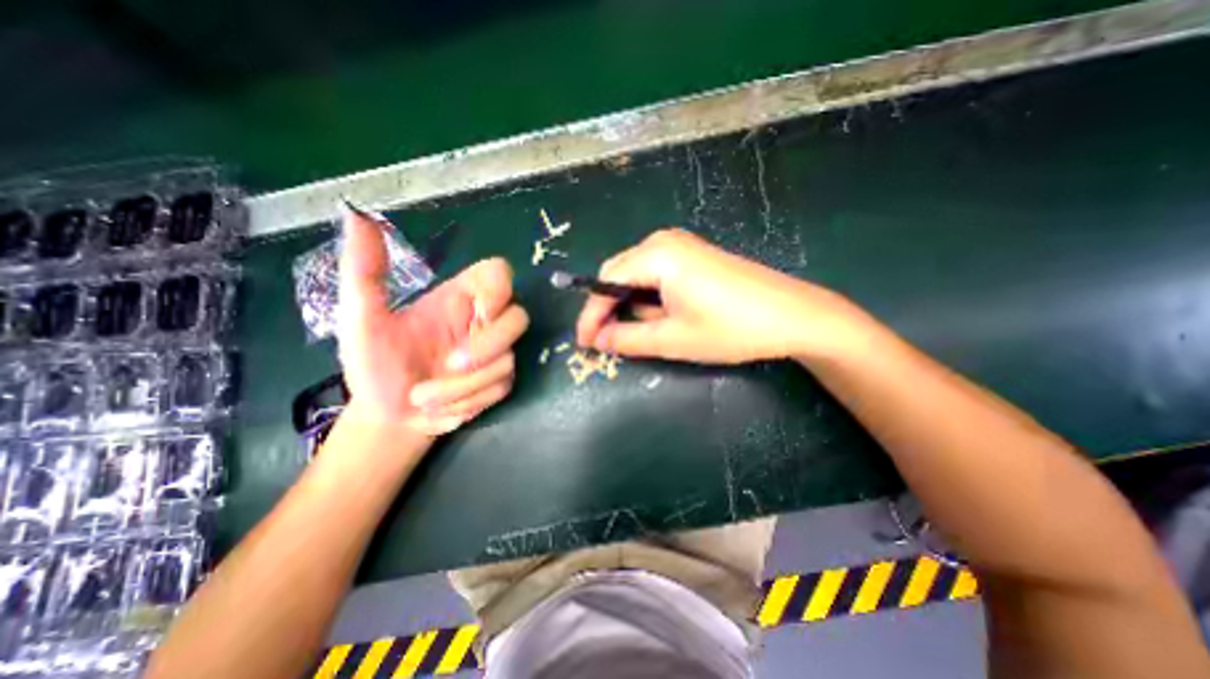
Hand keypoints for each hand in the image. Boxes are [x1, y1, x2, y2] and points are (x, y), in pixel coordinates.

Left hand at [340, 203, 531, 434]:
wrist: (387, 417)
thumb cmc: (373, 365)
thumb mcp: (361, 319)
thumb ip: (364, 272)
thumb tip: (356, 215)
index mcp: (457, 299)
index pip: (499, 274)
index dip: (499, 289)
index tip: (479, 313)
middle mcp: (482, 322)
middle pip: (519, 317)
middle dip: (487, 347)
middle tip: (449, 364)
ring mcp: (494, 354)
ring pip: (509, 359)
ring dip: (465, 385)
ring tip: (423, 397)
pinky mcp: (498, 382)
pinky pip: (502, 386)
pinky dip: (469, 400)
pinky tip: (441, 406)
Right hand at [575, 228, 869, 365]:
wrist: (792, 315)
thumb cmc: (730, 329)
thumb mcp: (672, 339)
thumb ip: (627, 338)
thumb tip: (598, 340)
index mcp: (656, 256)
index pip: (605, 282)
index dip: (590, 314)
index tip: (584, 342)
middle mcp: (664, 241)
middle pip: (618, 272)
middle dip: (607, 307)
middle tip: (605, 340)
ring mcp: (682, 245)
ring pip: (636, 274)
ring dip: (629, 302)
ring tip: (637, 331)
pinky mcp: (694, 255)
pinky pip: (655, 273)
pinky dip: (648, 295)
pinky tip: (659, 315)